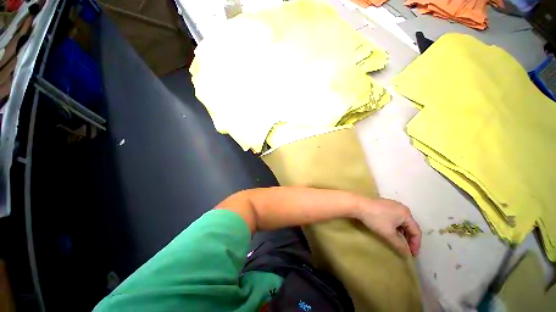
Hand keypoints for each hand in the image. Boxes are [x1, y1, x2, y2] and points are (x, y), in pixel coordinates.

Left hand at [355, 198, 420, 256]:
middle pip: (409, 226)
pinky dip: (395, 226)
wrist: (358, 205)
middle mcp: (401, 208)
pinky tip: (390, 231)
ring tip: (398, 242)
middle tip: (405, 250)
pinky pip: (394, 217)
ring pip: (401, 222)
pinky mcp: (384, 204)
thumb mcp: (388, 234)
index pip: (416, 232)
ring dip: (401, 233)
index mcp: (406, 214)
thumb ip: (400, 245)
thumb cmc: (375, 218)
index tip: (412, 256)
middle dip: (409, 239)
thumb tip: (407, 256)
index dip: (415, 245)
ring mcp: (392, 205)